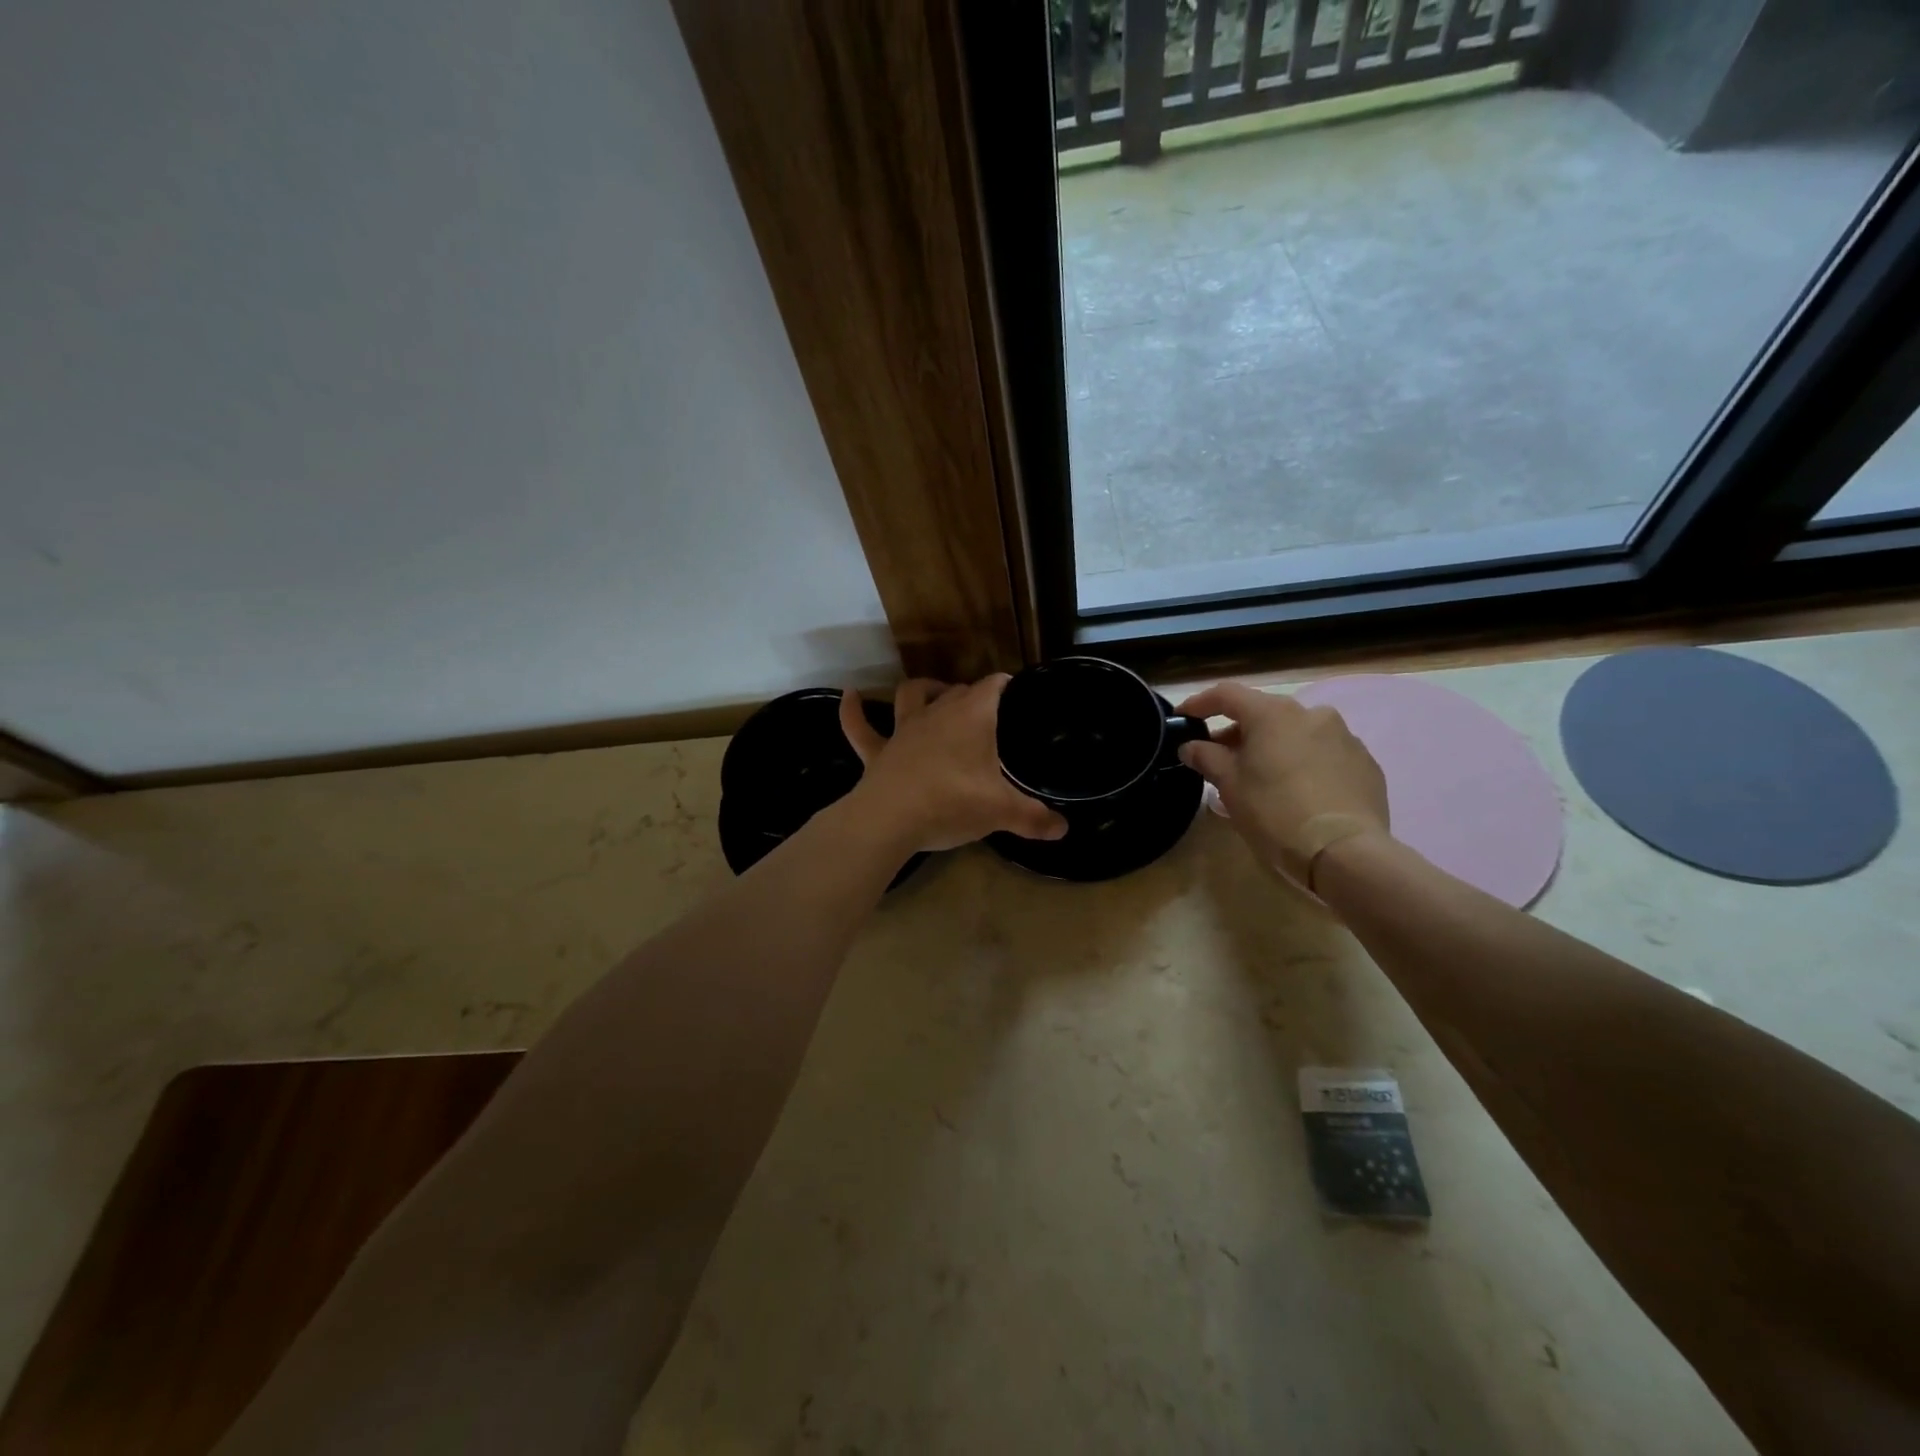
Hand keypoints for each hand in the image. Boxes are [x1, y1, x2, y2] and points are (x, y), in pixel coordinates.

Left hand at [839, 677, 1068, 853]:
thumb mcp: (1002, 812)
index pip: (993, 686)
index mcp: (972, 717)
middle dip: (973, 695)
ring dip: (923, 690)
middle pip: (958, 691)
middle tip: (990, 713)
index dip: (1007, 685)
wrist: (890, 820)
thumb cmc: (952, 803)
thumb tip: (1063, 829)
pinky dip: (854, 711)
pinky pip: (860, 727)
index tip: (1019, 693)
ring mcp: (903, 730)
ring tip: (933, 692)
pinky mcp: (878, 752)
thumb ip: (1034, 818)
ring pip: (911, 696)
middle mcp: (937, 713)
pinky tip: (850, 696)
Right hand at [1178, 681, 1389, 889]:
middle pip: (1263, 713)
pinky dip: (1303, 762)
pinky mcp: (1364, 762)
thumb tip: (1191, 746)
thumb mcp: (1230, 786)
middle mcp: (1310, 713)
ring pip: (1296, 732)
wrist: (1344, 851)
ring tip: (1261, 777)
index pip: (1227, 694)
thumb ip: (1207, 758)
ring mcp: (1343, 736)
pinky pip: (1323, 753)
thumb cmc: (1275, 812)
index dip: (1200, 703)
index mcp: (1272, 714)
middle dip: (1238, 732)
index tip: (1183, 718)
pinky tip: (1298, 791)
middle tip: (1220, 758)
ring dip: (1273, 746)